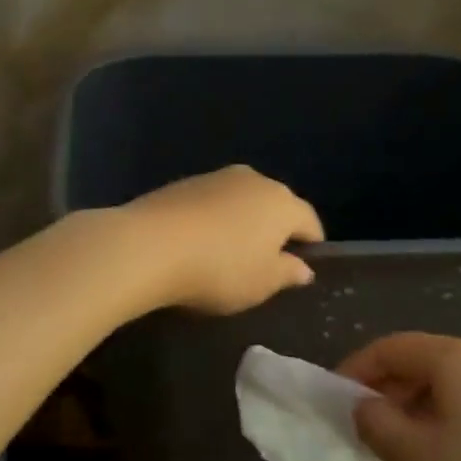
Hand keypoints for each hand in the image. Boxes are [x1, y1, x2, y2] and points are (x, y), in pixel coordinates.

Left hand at [124, 165, 322, 314]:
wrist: (149, 245)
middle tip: (264, 265)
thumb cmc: (219, 269)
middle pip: (275, 206)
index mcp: (283, 202)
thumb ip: (288, 273)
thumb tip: (303, 267)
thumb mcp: (262, 283)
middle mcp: (254, 180)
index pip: (310, 223)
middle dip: (275, 232)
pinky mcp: (183, 183)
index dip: (311, 247)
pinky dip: (212, 220)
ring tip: (227, 255)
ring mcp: (216, 177)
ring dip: (241, 223)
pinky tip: (198, 244)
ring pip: (242, 202)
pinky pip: (211, 204)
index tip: (301, 270)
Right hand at [338, 333, 460, 460]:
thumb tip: (363, 405)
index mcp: (453, 356)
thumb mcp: (414, 456)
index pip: (388, 347)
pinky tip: (449, 452)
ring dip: (416, 404)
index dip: (354, 370)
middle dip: (386, 389)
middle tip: (366, 427)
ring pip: (448, 380)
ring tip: (404, 444)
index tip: (334, 401)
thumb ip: (374, 423)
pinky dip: (448, 414)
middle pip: (419, 360)